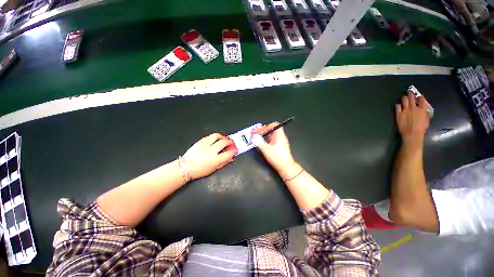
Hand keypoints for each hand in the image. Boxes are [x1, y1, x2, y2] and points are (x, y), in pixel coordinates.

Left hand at [182, 133, 237, 179]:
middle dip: (229, 141)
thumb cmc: (201, 170)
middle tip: (230, 142)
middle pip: (223, 142)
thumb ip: (224, 163)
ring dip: (222, 136)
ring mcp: (205, 145)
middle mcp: (211, 151)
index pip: (229, 153)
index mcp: (216, 159)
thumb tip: (231, 158)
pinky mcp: (200, 141)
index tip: (235, 150)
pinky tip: (214, 140)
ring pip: (216, 136)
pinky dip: (214, 137)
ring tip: (223, 138)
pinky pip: (209, 136)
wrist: (186, 167)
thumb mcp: (214, 169)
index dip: (234, 151)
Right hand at [252, 123, 297, 176]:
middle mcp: (281, 137)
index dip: (266, 126)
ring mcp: (281, 142)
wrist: (286, 167)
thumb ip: (259, 142)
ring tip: (257, 137)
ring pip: (272, 135)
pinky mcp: (279, 146)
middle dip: (264, 130)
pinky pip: (272, 139)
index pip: (274, 125)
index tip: (259, 130)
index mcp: (279, 135)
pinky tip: (262, 143)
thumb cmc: (277, 157)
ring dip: (265, 135)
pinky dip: (267, 139)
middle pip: (272, 129)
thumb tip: (254, 136)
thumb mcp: (266, 149)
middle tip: (256, 133)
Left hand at [396, 91, 429, 146]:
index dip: (420, 97)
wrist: (411, 133)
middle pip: (412, 98)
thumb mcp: (427, 120)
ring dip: (404, 97)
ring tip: (404, 97)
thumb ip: (425, 113)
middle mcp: (414, 108)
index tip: (419, 96)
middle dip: (410, 93)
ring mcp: (405, 110)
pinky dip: (398, 105)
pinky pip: (397, 106)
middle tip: (409, 91)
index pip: (422, 100)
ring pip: (404, 100)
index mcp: (422, 109)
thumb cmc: (421, 128)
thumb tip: (424, 110)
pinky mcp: (399, 113)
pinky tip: (399, 105)